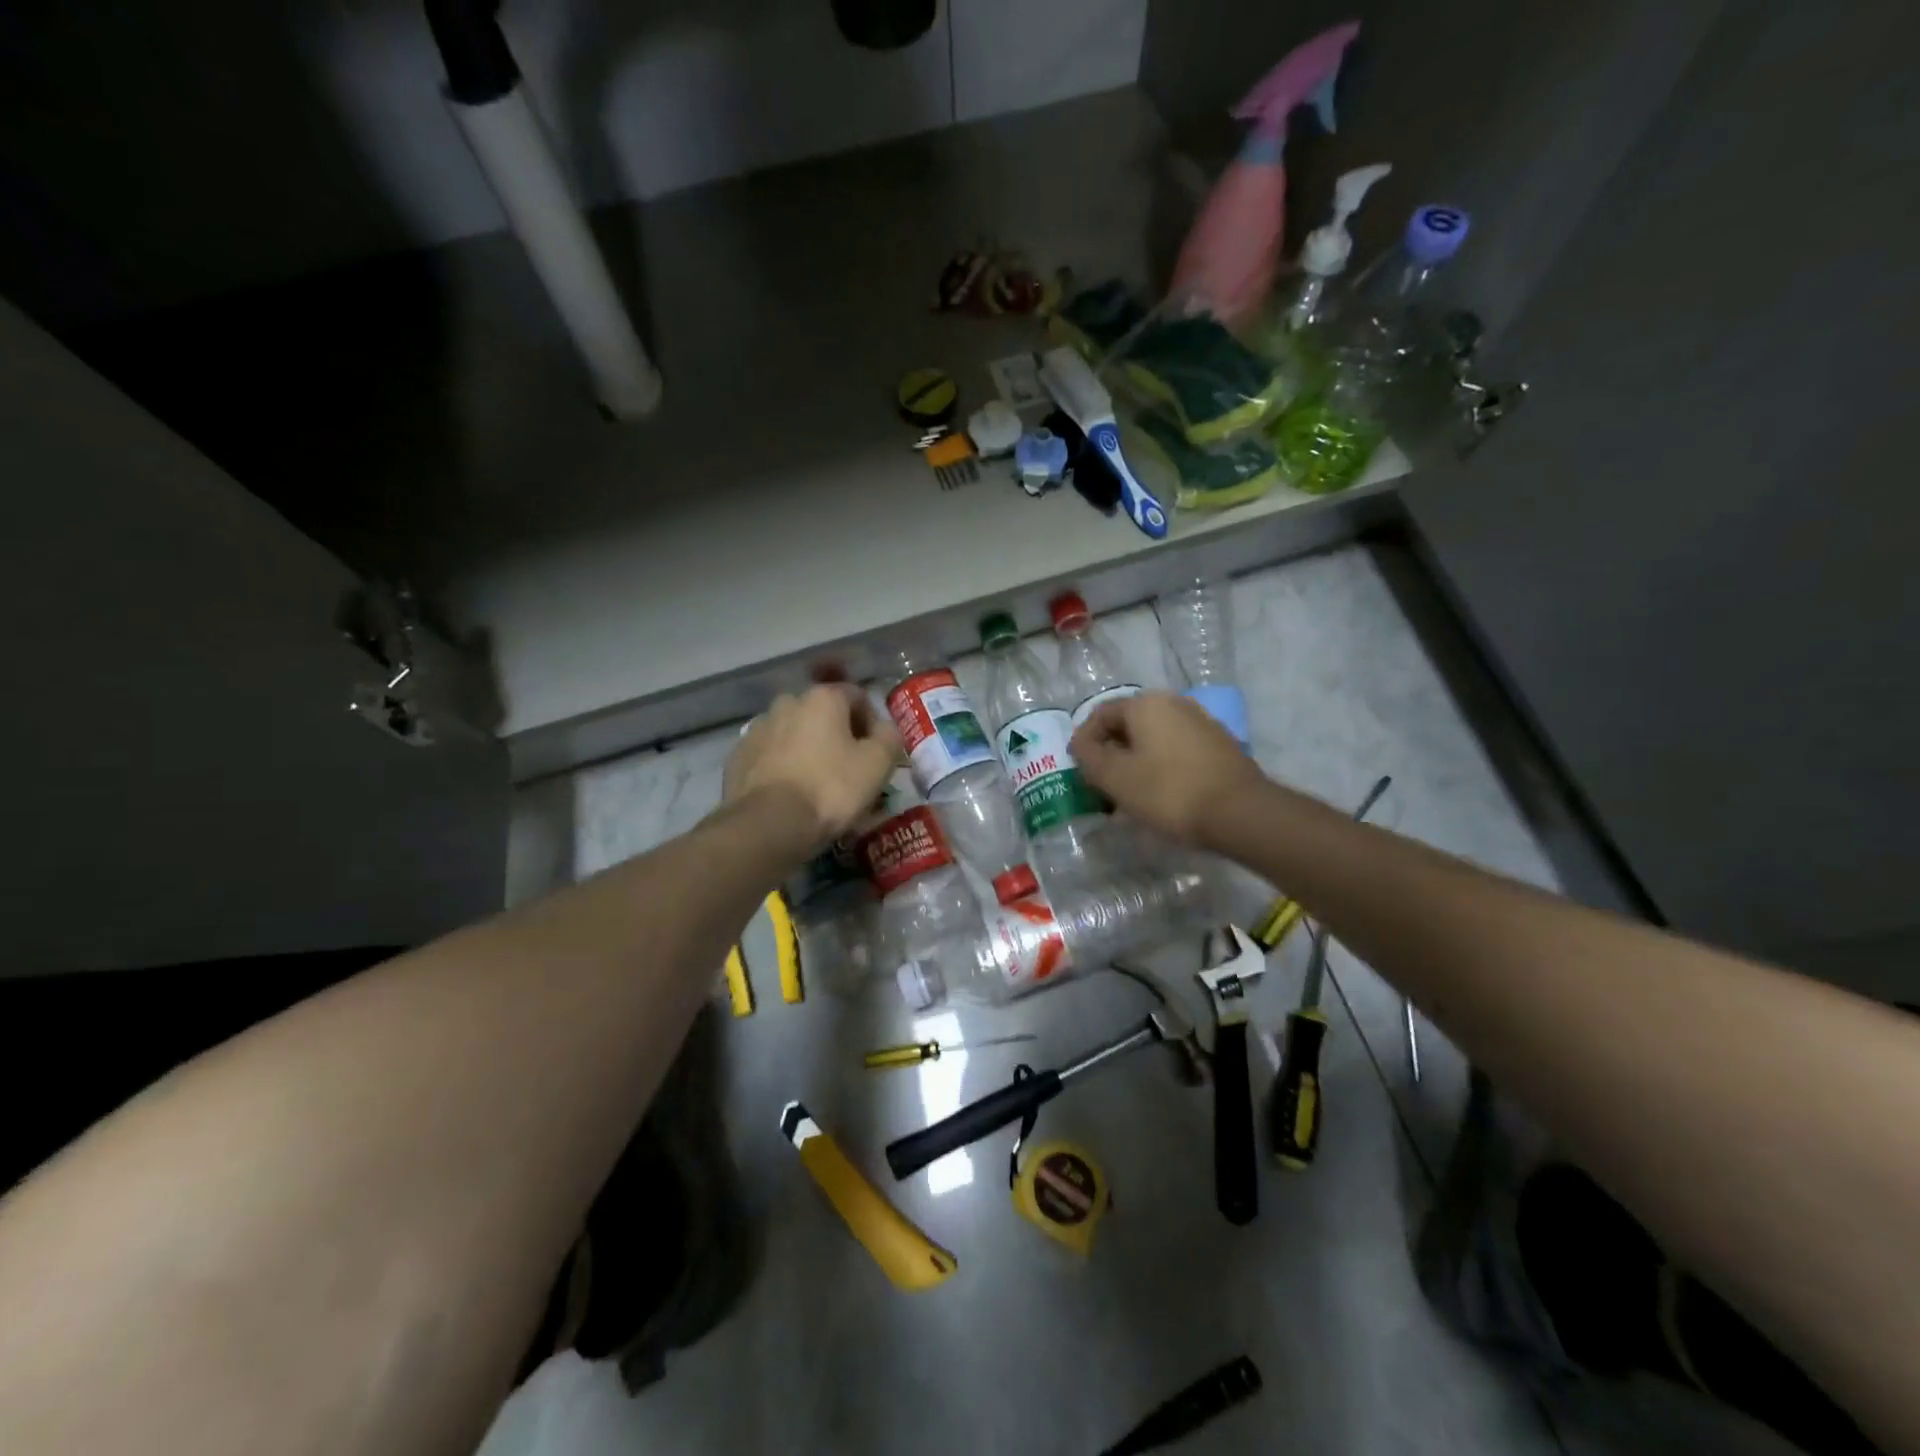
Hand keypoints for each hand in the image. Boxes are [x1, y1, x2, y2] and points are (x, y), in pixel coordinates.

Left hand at [724, 685, 902, 848]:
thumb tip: (885, 729)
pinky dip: (783, 765)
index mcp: (822, 698)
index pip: (857, 697)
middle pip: (822, 713)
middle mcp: (787, 703)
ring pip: (794, 733)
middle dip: (838, 734)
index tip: (877, 752)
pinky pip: (770, 754)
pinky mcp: (739, 756)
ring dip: (808, 748)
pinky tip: (791, 792)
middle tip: (849, 768)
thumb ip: (889, 737)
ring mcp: (758, 728)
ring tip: (817, 782)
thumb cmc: (831, 788)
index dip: (872, 723)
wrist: (769, 825)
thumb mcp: (878, 764)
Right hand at [1070, 692, 1264, 847]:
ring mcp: (1202, 723)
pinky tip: (1161, 794)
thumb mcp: (1115, 777)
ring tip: (1129, 794)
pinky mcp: (1220, 745)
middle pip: (1129, 725)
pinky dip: (1161, 766)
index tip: (1079, 770)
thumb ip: (1090, 756)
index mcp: (1146, 704)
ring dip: (1135, 761)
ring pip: (1154, 738)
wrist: (1241, 813)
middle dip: (1110, 752)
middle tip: (1101, 784)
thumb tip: (1081, 744)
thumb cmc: (1169, 792)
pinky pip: (1177, 750)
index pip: (1100, 714)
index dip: (1083, 741)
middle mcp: (1175, 703)